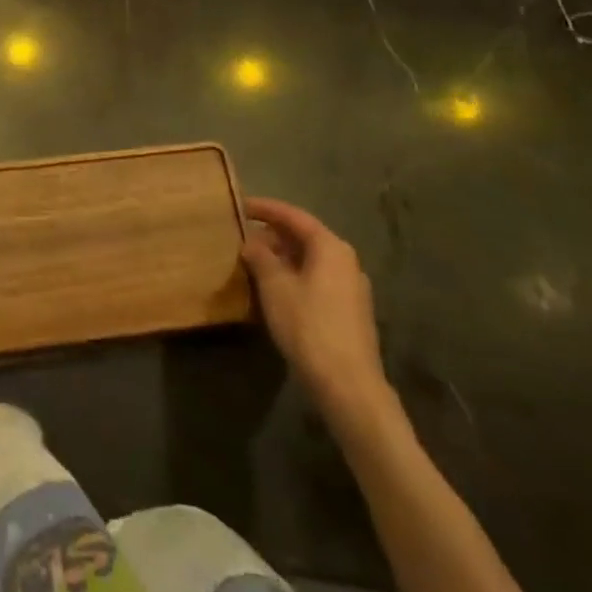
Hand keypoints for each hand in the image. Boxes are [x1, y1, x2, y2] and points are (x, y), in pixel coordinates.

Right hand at [241, 198, 390, 420]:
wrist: (348, 385)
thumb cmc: (308, 325)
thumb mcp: (274, 286)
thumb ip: (260, 257)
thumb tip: (252, 242)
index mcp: (330, 247)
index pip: (293, 216)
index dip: (265, 208)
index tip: (240, 205)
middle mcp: (346, 261)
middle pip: (305, 236)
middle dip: (273, 234)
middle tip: (243, 235)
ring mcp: (351, 287)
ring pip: (311, 259)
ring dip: (282, 256)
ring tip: (254, 260)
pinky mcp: (349, 311)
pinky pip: (317, 279)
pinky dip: (294, 274)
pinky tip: (274, 288)